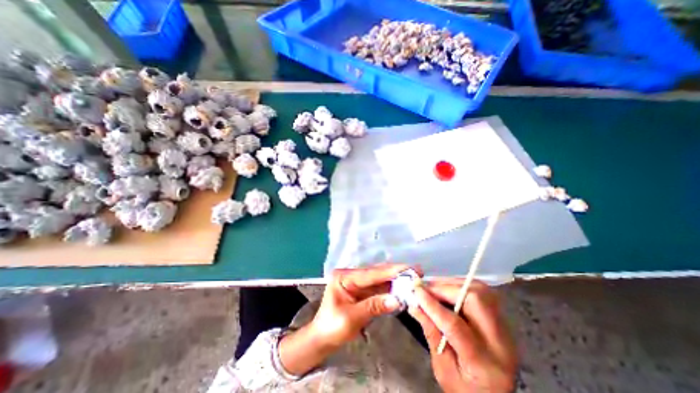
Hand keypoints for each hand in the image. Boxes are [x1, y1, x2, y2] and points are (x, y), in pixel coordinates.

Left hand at [279, 262, 419, 375]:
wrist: (322, 339)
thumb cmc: (332, 327)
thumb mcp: (351, 318)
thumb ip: (374, 306)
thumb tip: (397, 300)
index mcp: (344, 277)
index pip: (370, 273)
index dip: (390, 271)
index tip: (408, 268)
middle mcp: (351, 276)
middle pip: (376, 273)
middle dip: (396, 272)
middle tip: (416, 271)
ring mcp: (358, 283)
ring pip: (379, 280)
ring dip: (396, 280)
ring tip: (413, 279)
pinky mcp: (363, 291)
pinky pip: (379, 289)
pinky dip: (391, 289)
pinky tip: (402, 289)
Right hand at [409, 280, 514, 392]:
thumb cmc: (466, 389)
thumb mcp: (443, 370)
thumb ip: (431, 334)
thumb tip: (414, 305)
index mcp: (483, 362)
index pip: (455, 325)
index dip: (433, 305)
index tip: (416, 292)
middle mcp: (500, 341)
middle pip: (475, 300)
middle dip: (446, 288)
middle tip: (426, 288)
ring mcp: (504, 327)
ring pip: (480, 290)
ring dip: (453, 284)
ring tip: (434, 287)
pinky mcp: (501, 317)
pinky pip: (481, 291)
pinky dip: (461, 285)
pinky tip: (447, 290)